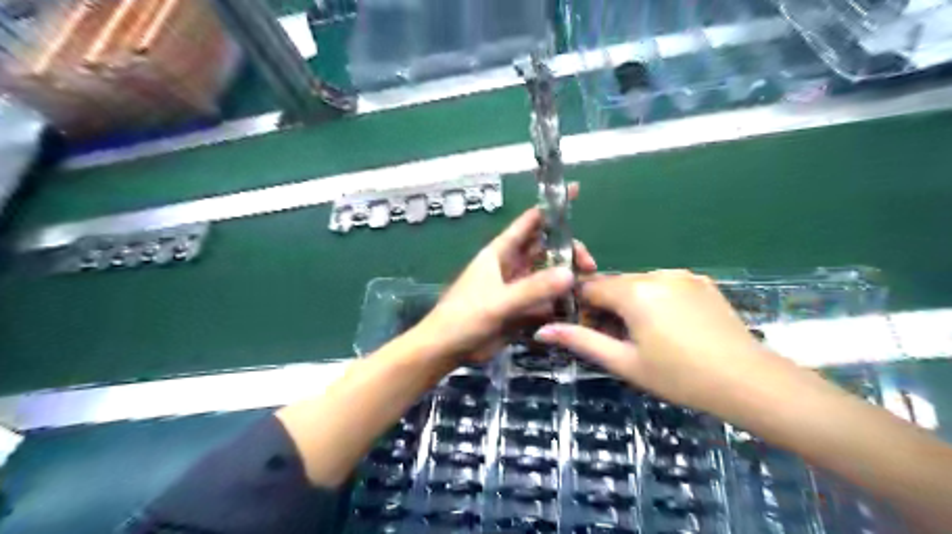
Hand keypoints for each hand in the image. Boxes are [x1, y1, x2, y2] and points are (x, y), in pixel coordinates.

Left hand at [416, 183, 592, 366]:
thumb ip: (532, 289)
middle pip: (546, 249)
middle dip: (568, 251)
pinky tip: (576, 307)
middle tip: (589, 266)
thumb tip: (570, 273)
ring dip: (567, 278)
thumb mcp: (498, 301)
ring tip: (587, 286)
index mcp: (500, 253)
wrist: (447, 348)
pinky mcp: (521, 309)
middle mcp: (512, 266)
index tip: (575, 192)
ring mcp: (518, 288)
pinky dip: (560, 302)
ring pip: (549, 275)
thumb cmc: (465, 317)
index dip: (551, 208)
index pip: (529, 222)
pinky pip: (546, 300)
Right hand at [531, 270, 792, 413]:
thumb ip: (581, 341)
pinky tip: (672, 328)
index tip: (588, 330)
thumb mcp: (624, 362)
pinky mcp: (701, 282)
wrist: (748, 380)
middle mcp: (656, 274)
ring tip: (648, 337)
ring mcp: (682, 275)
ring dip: (632, 304)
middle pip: (615, 285)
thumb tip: (541, 330)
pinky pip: (665, 285)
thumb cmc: (679, 376)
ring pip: (640, 284)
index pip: (590, 287)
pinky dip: (656, 301)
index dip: (582, 308)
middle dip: (608, 308)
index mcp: (633, 291)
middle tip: (619, 341)